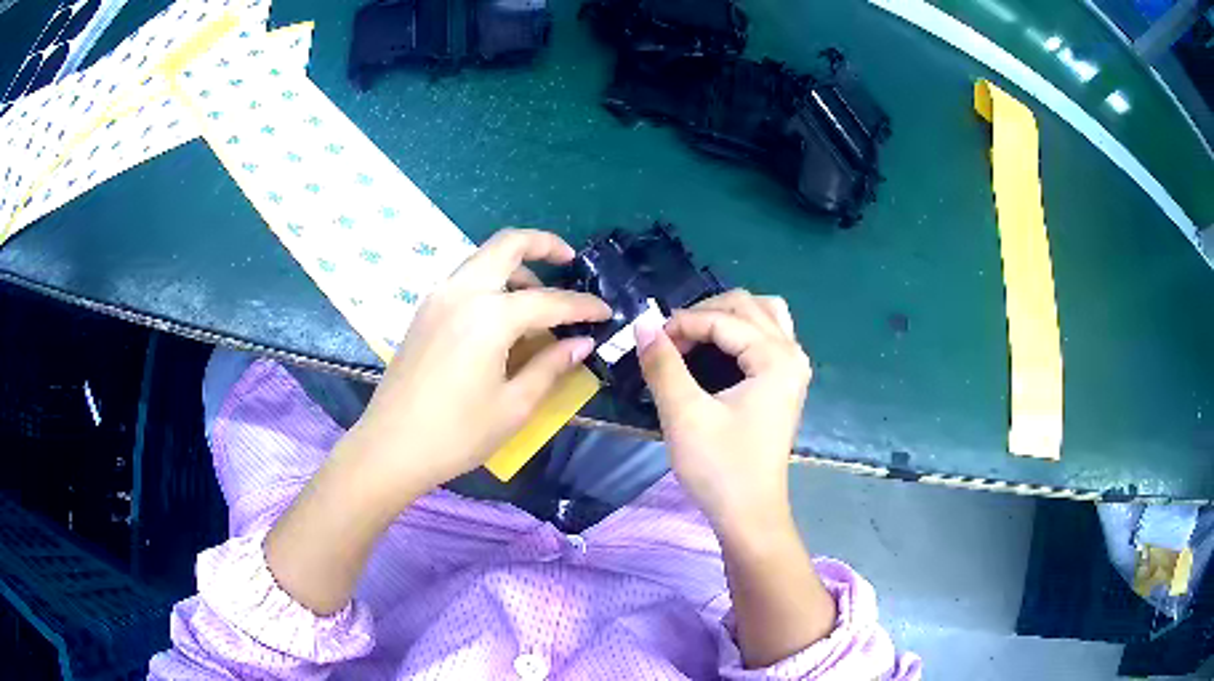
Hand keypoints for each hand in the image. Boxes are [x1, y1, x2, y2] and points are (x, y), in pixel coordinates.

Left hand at [349, 228, 610, 492]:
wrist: (390, 447)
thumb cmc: (457, 433)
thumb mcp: (514, 405)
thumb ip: (550, 366)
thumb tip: (581, 343)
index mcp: (488, 315)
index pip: (549, 300)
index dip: (582, 306)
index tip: (606, 312)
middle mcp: (461, 292)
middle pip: (507, 244)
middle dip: (543, 244)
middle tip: (569, 260)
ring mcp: (437, 298)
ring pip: (482, 259)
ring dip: (514, 265)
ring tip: (537, 298)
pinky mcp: (424, 312)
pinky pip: (464, 279)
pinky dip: (490, 281)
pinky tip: (502, 315)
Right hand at [636, 290, 809, 534]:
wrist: (749, 514)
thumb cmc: (720, 467)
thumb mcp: (684, 415)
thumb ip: (663, 364)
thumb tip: (643, 322)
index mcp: (775, 358)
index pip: (723, 318)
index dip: (682, 323)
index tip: (649, 342)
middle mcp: (792, 354)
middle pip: (748, 305)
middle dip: (704, 313)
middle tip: (670, 340)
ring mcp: (793, 369)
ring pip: (764, 315)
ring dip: (727, 316)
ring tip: (695, 335)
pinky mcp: (786, 384)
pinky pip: (768, 336)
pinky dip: (742, 331)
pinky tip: (719, 349)